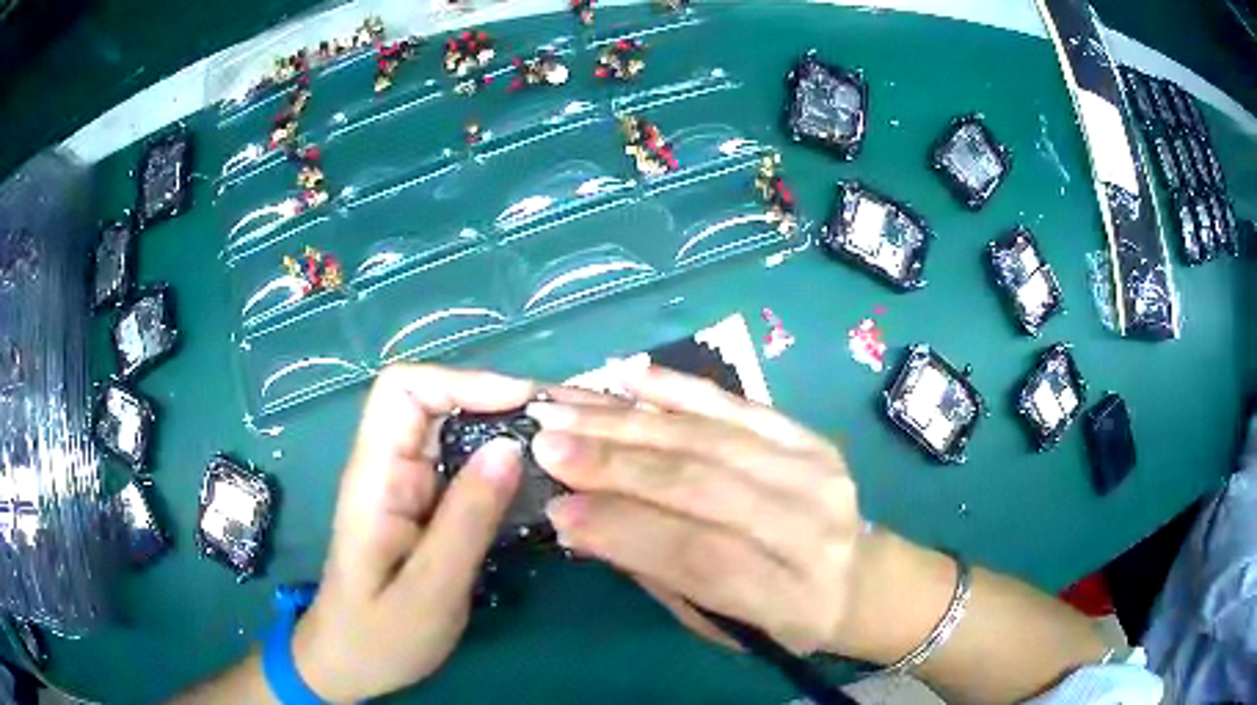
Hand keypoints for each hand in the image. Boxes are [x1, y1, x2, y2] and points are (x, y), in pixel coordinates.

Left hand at [292, 365, 534, 701]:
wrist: (349, 664)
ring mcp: (405, 487)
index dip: (461, 381)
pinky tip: (536, 482)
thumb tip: (512, 447)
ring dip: (502, 429)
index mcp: (375, 477)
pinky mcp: (423, 507)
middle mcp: (387, 468)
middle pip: (432, 401)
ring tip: (559, 447)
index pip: (402, 390)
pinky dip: (499, 464)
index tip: (522, 403)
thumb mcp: (431, 590)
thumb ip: (468, 520)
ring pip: (451, 431)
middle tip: (558, 426)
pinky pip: (461, 467)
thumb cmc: (379, 636)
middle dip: (493, 400)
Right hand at [529, 366, 865, 655]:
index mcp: (788, 595)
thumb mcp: (721, 622)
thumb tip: (581, 520)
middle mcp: (809, 527)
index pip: (698, 555)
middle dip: (614, 463)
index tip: (556, 508)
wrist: (862, 579)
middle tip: (545, 442)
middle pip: (702, 485)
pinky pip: (740, 405)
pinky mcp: (811, 437)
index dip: (624, 530)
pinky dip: (681, 388)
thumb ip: (658, 573)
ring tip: (567, 407)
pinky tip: (629, 376)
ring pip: (711, 437)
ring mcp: (817, 472)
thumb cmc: (783, 617)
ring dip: (629, 420)